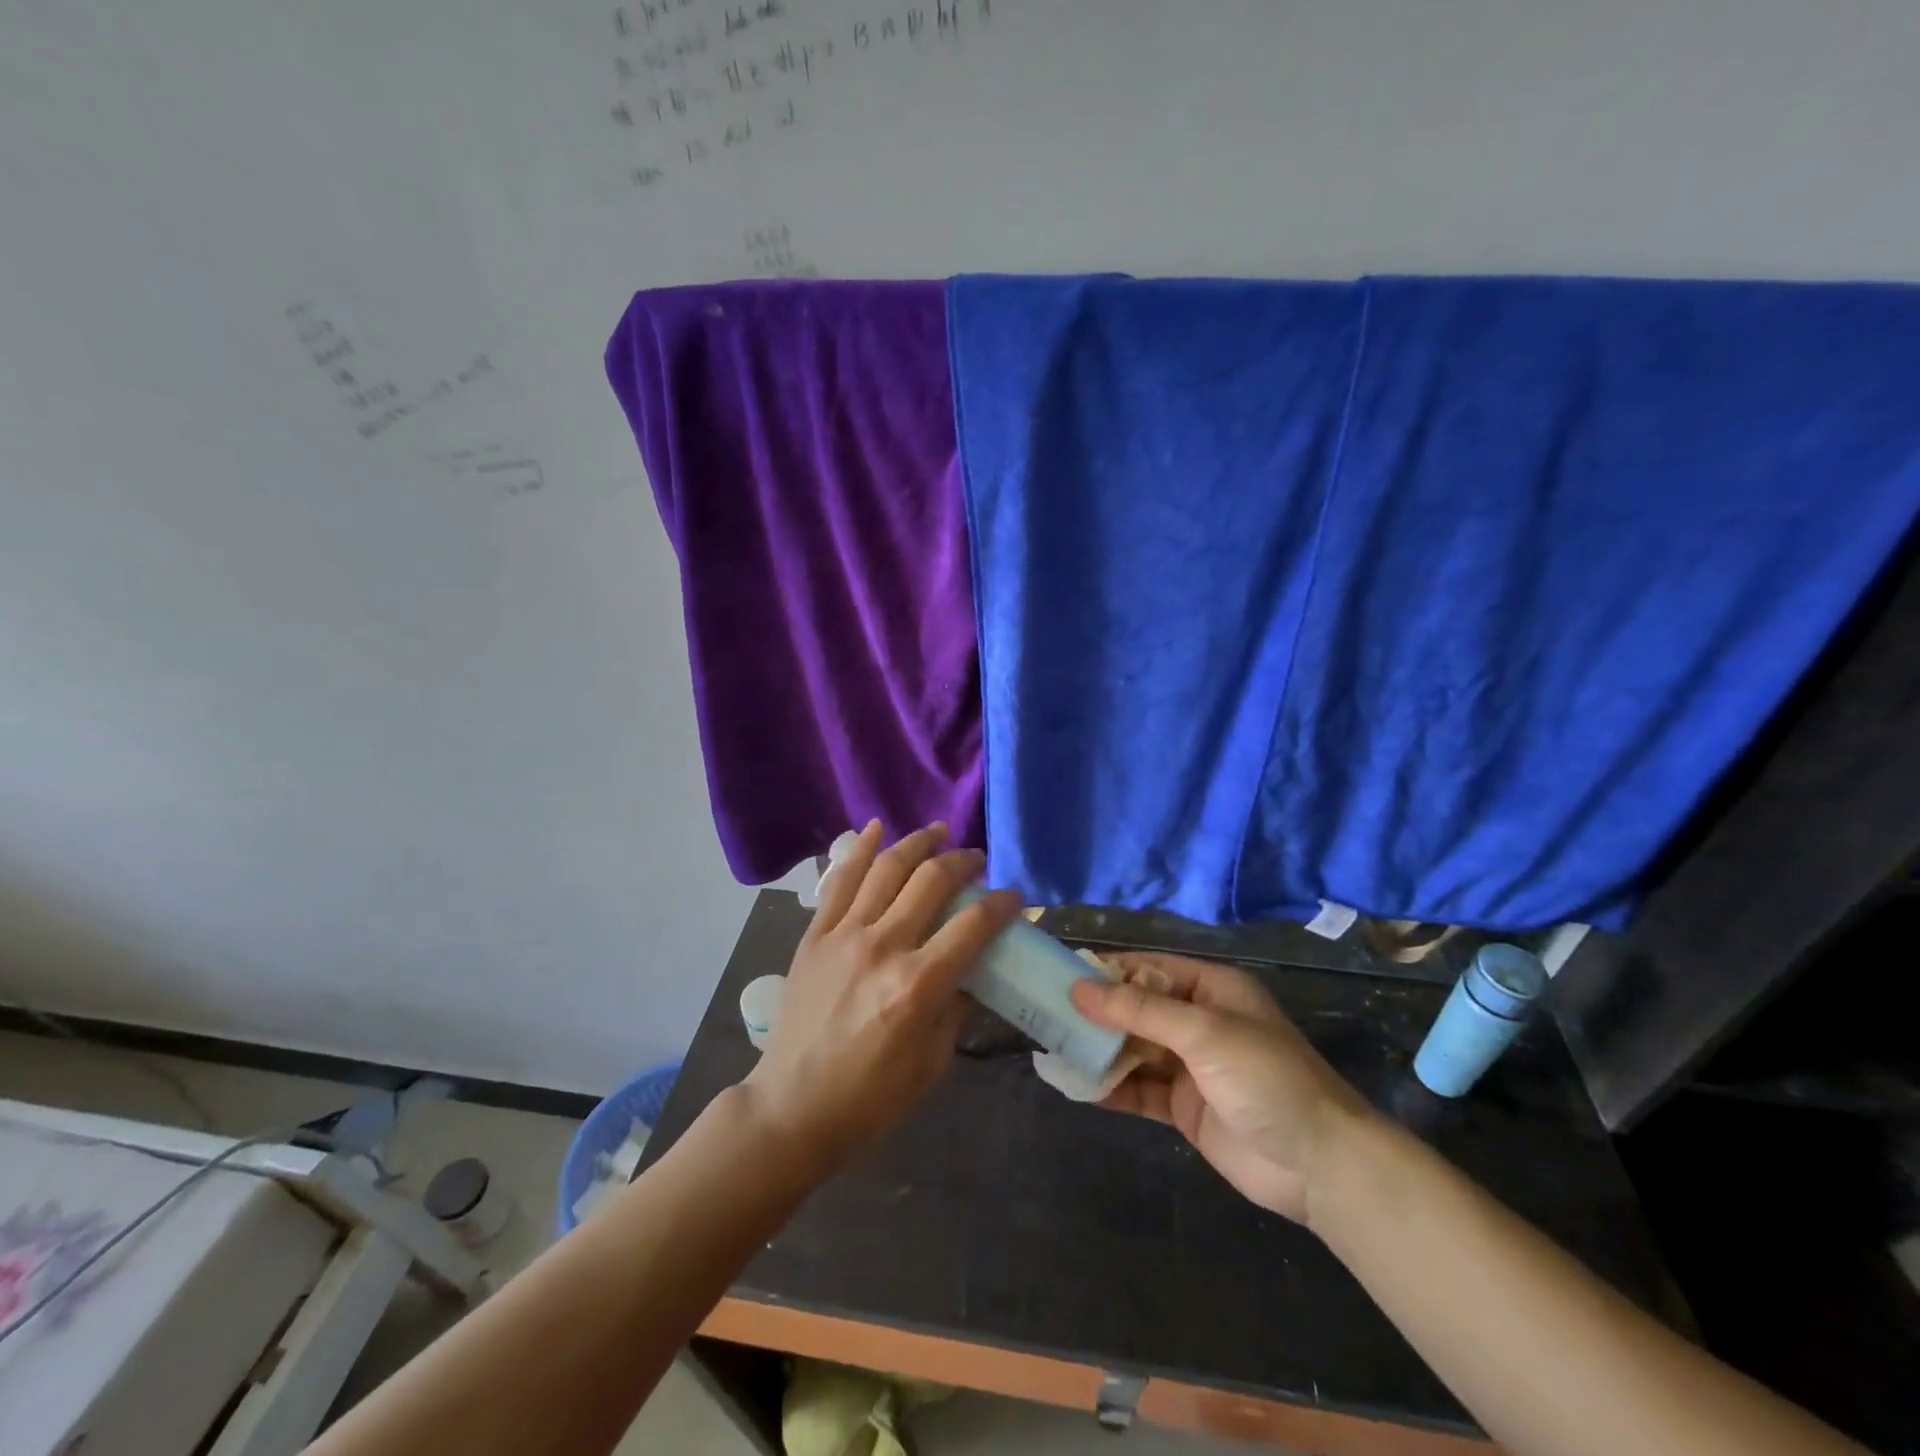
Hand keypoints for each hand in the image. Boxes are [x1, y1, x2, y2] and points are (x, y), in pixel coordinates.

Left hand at [743, 821, 1021, 1175]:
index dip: (1001, 905)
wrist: (793, 1108)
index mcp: (918, 985)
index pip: (972, 925)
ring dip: (917, 843)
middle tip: (976, 859)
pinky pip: (839, 881)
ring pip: (886, 869)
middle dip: (962, 862)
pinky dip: (860, 850)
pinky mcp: (814, 935)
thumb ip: (957, 1005)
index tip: (1014, 897)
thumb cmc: (871, 1098)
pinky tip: (878, 828)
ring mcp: (843, 935)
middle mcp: (882, 947)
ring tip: (939, 831)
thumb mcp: (933, 1062)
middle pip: (930, 881)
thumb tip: (973, 966)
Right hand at [1069, 952, 1372, 1222]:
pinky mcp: (1184, 1106)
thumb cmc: (1265, 1077)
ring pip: (1133, 1049)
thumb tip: (1079, 989)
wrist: (1318, 1164)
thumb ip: (1139, 1011)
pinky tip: (1077, 1086)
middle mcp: (1198, 1021)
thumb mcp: (1202, 1032)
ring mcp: (1190, 1066)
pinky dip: (1110, 1087)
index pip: (1148, 969)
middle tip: (1047, 1012)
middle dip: (1097, 1012)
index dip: (1108, 970)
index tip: (1062, 974)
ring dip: (1099, 1050)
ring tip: (1053, 1046)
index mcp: (1210, 989)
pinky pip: (1138, 1089)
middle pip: (1137, 1009)